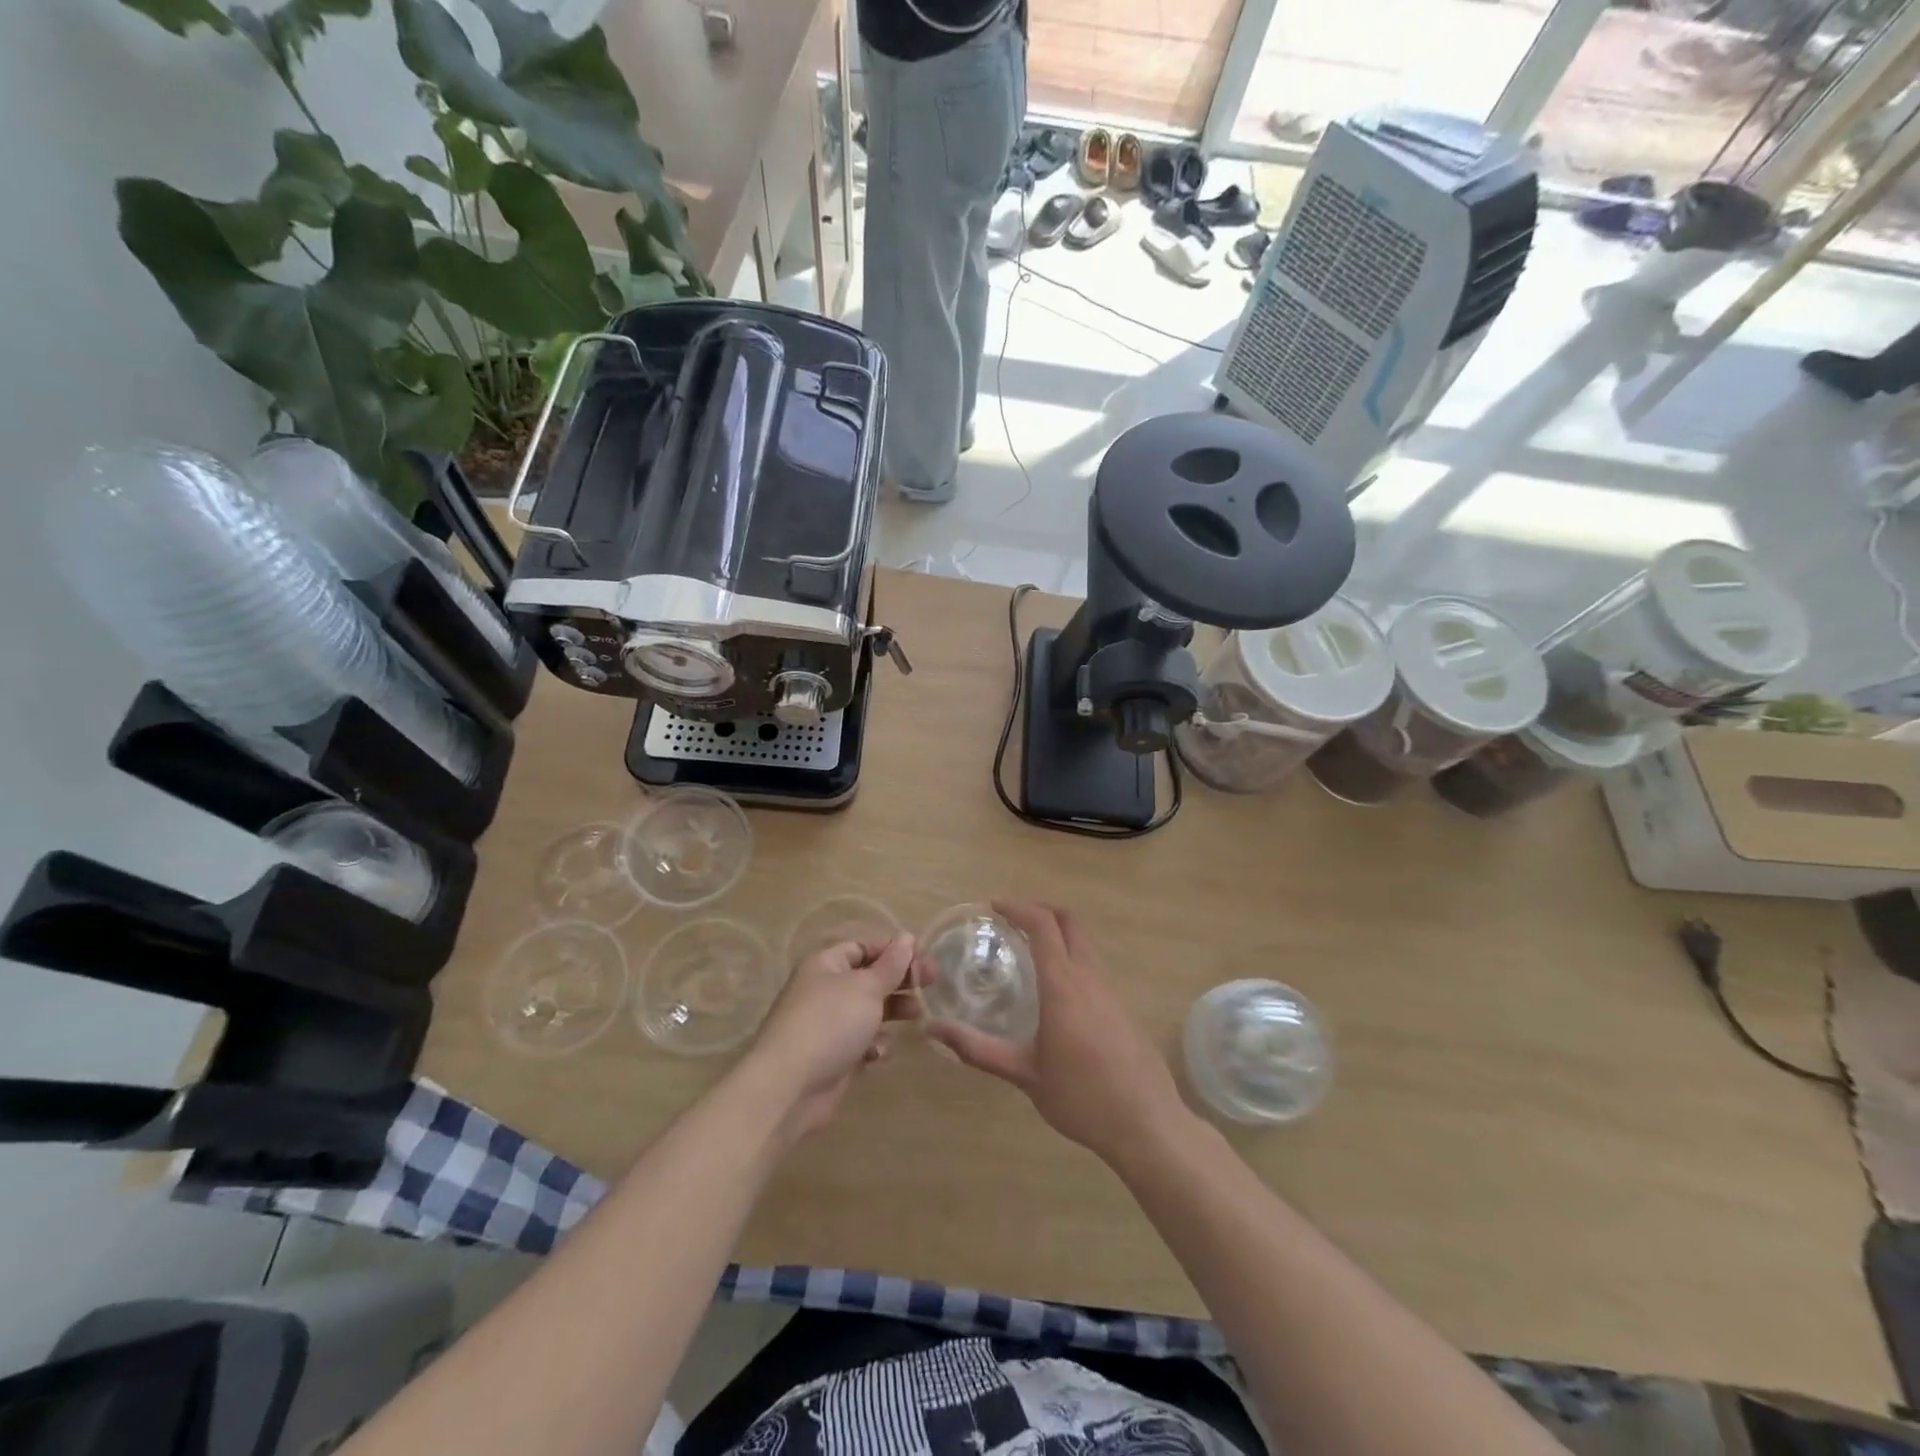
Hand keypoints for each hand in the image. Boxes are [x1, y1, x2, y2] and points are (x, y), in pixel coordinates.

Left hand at [743, 934, 917, 1140]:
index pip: (865, 946)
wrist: (788, 1088)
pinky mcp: (833, 1055)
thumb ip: (891, 965)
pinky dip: (874, 1045)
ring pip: (869, 1010)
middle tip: (930, 984)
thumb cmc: (829, 1024)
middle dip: (899, 980)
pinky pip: (861, 1041)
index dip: (896, 950)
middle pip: (870, 977)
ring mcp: (828, 1024)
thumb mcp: (866, 988)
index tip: (926, 959)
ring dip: (893, 1011)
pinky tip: (878, 1053)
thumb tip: (906, 938)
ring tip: (917, 1015)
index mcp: (826, 964)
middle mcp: (825, 989)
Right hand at [926, 900, 1190, 1165]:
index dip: (1018, 907)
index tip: (994, 907)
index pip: (1043, 925)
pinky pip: (1093, 964)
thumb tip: (934, 1030)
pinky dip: (1070, 955)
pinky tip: (1055, 987)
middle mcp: (1089, 977)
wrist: (1146, 1123)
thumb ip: (979, 1049)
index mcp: (1063, 985)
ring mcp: (1110, 990)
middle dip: (1040, 909)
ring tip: (1028, 949)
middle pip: (1069, 920)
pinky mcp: (1122, 1006)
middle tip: (1011, 919)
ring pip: (1084, 941)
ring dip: (1057, 932)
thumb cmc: (1081, 1098)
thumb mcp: (1025, 1074)